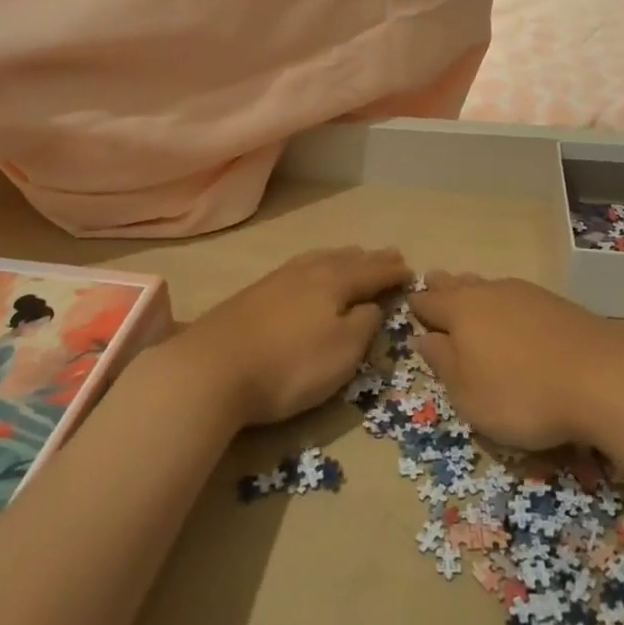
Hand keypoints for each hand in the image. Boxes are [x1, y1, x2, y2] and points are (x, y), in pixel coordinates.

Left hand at [179, 247, 410, 427]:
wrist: (212, 369)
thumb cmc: (289, 365)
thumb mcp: (342, 352)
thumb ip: (364, 325)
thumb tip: (373, 305)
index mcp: (334, 281)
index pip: (372, 271)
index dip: (393, 272)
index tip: (411, 270)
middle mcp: (307, 271)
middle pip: (346, 259)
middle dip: (370, 259)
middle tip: (389, 255)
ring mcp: (277, 279)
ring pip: (319, 259)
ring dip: (342, 257)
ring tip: (354, 256)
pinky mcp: (254, 293)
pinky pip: (299, 268)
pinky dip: (317, 265)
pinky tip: (308, 273)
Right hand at [409, 273, 623, 449]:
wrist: (602, 376)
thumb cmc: (522, 394)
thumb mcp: (469, 394)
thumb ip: (443, 363)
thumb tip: (424, 338)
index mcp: (461, 312)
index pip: (430, 303)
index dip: (417, 305)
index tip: (408, 302)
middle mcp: (490, 293)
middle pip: (459, 285)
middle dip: (444, 285)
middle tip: (432, 279)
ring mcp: (526, 294)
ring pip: (490, 286)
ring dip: (475, 289)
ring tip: (468, 289)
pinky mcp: (557, 304)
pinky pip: (517, 295)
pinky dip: (505, 301)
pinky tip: (512, 310)